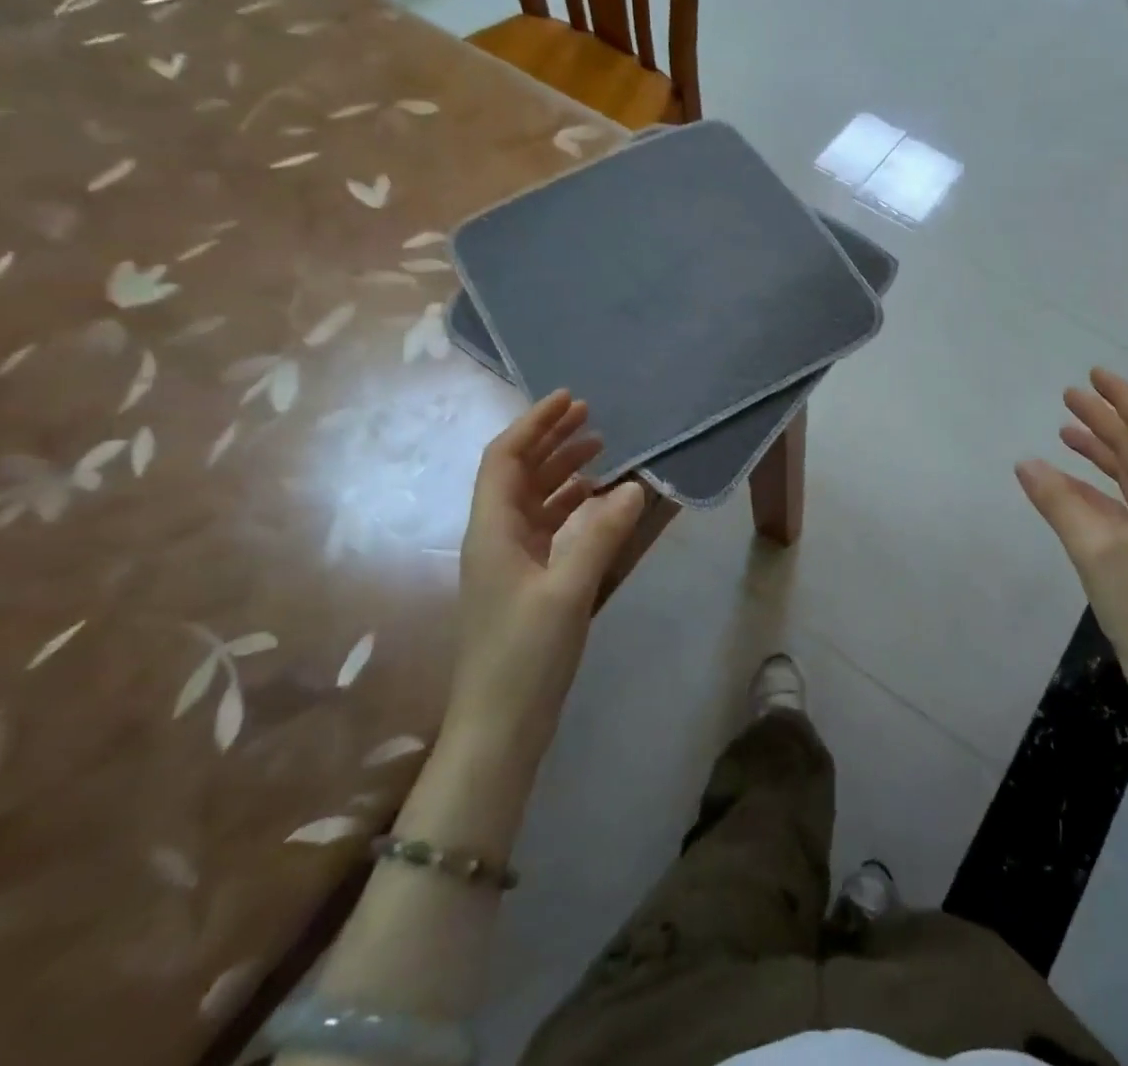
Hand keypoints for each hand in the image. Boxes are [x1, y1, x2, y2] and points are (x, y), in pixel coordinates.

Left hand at [451, 391, 645, 748]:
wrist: (500, 727)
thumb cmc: (526, 655)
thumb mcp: (568, 591)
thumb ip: (600, 534)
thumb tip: (634, 486)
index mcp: (492, 531)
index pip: (504, 459)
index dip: (533, 424)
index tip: (569, 399)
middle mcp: (494, 537)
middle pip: (517, 473)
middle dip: (550, 439)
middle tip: (590, 416)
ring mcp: (508, 561)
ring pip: (533, 498)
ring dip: (561, 469)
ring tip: (599, 449)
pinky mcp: (525, 582)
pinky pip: (546, 526)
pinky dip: (569, 504)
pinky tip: (596, 500)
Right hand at [1016, 368, 1127, 703]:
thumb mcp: (1094, 549)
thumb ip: (1058, 502)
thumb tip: (1025, 463)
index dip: (1122, 397)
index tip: (1093, 374)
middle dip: (1105, 418)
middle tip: (1069, 395)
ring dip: (1100, 450)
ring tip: (1065, 430)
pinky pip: (1121, 501)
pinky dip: (1095, 486)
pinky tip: (1068, 481)